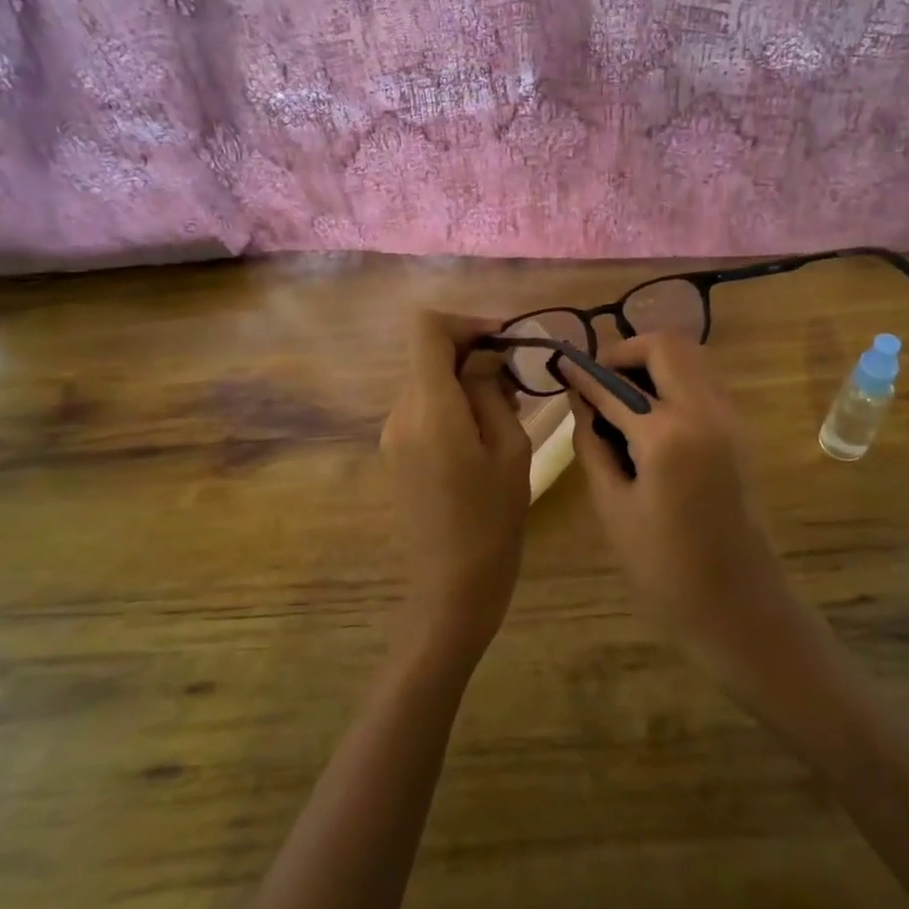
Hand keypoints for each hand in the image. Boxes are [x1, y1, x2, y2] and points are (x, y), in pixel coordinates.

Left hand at [379, 311, 530, 668]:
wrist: (452, 585)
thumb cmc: (493, 519)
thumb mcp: (509, 449)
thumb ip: (492, 392)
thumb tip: (484, 360)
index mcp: (430, 408)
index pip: (427, 330)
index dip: (465, 323)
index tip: (503, 342)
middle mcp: (401, 413)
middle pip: (428, 356)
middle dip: (472, 356)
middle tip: (516, 384)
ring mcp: (392, 435)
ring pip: (428, 383)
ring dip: (464, 383)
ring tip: (506, 414)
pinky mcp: (395, 454)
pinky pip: (423, 410)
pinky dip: (452, 406)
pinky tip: (481, 437)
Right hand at [562, 335, 809, 685]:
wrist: (739, 604)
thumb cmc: (664, 568)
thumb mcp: (613, 507)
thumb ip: (593, 445)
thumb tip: (582, 404)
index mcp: (666, 435)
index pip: (614, 385)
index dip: (582, 372)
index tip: (560, 363)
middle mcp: (704, 411)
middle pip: (666, 345)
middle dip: (625, 351)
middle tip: (598, 378)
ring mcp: (730, 417)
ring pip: (691, 357)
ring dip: (653, 362)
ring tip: (621, 394)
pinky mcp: (740, 430)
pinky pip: (705, 381)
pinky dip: (674, 380)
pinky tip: (650, 414)